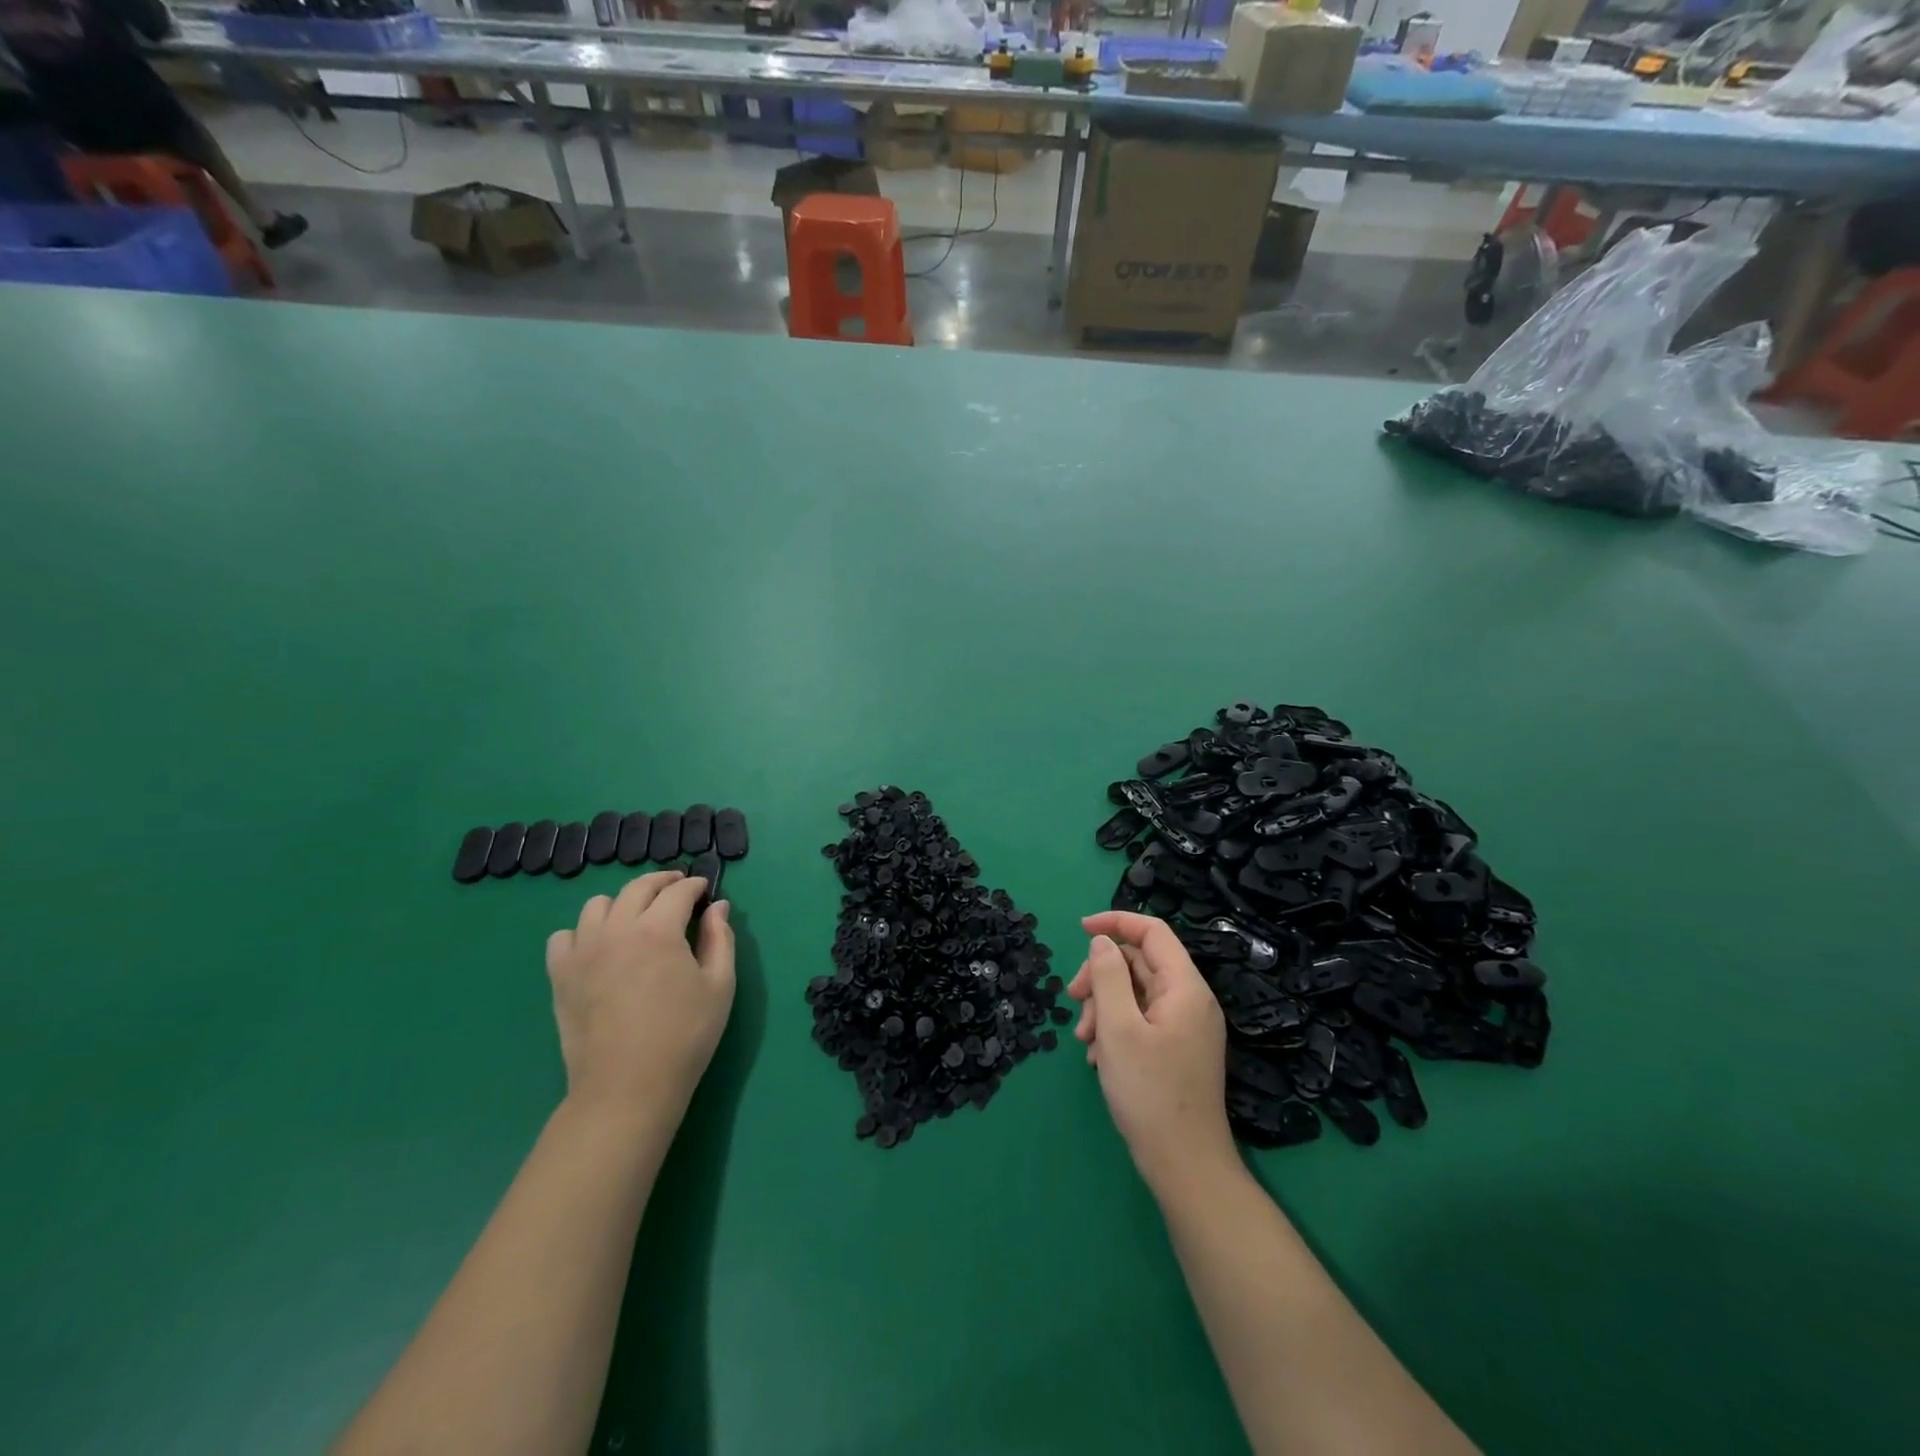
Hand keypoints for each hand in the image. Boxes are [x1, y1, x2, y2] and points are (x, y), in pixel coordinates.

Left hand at [545, 871, 734, 1120]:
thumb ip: (720, 939)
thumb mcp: (719, 985)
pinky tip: (600, 947)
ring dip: (622, 903)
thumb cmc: (684, 1036)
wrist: (627, 1088)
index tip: (705, 890)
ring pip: (597, 905)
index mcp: (659, 930)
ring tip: (637, 918)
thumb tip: (718, 907)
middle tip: (677, 889)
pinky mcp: (560, 975)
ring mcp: (583, 951)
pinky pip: (564, 936)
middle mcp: (617, 930)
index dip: (695, 885)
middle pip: (637, 888)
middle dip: (662, 883)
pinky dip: (584, 932)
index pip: (678, 891)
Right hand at [1069, 911, 1235, 1191]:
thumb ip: (1107, 977)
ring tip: (1084, 1040)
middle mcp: (1190, 1001)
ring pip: (1136, 993)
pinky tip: (1098, 1056)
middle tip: (1073, 999)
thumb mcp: (1118, 1028)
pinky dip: (1116, 1027)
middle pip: (1140, 963)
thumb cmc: (1149, 1092)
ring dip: (1104, 1006)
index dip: (1116, 922)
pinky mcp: (1177, 1050)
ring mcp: (1185, 1027)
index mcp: (1185, 987)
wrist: (1184, 1165)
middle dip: (1101, 975)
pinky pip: (1141, 1020)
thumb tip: (1102, 941)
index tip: (1080, 929)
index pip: (1153, 932)